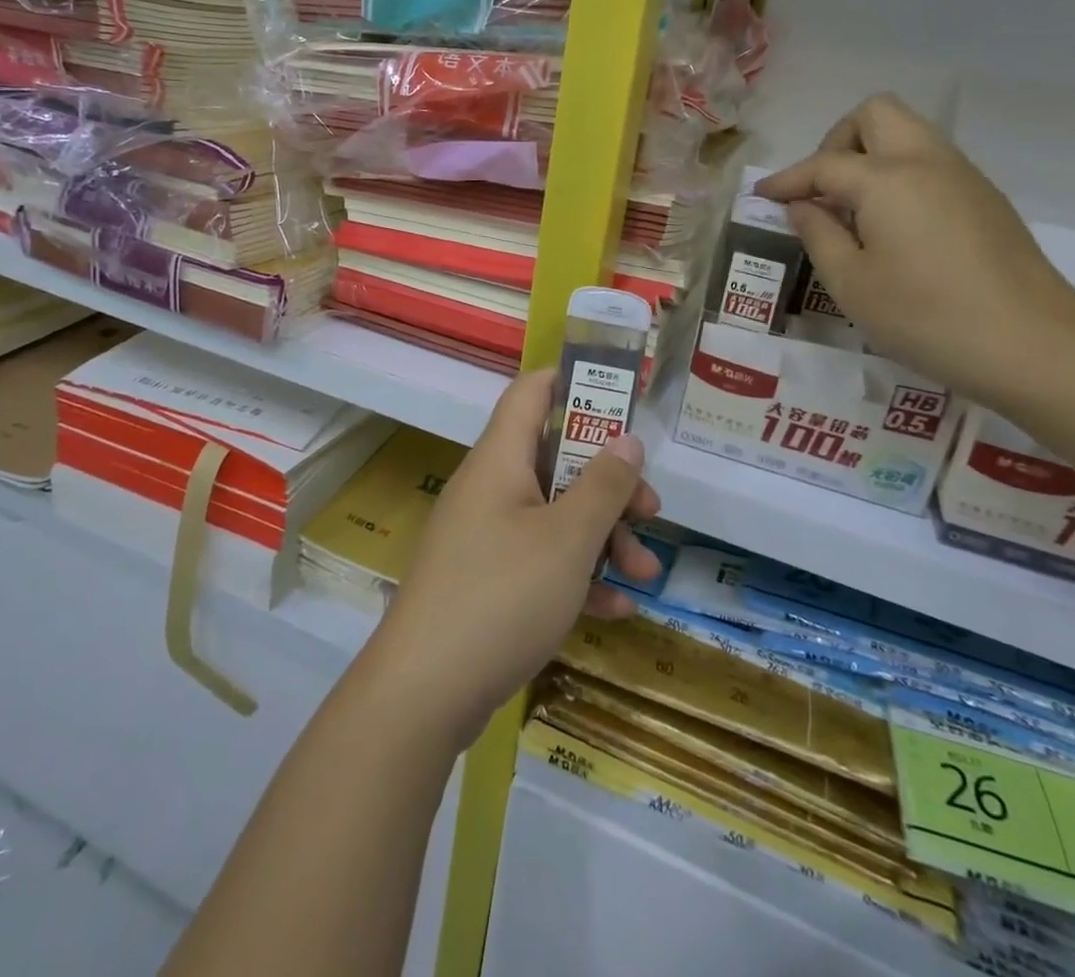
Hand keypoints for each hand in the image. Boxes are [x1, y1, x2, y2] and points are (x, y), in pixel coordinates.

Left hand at [359, 369, 661, 750]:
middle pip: (556, 460)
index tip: (623, 399)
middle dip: (608, 484)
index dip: (575, 382)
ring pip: (554, 515)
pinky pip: (539, 561)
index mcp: (500, 459)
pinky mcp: (485, 581)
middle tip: (651, 511)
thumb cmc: (502, 595)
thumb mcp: (567, 539)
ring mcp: (485, 536)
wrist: (423, 692)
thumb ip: (603, 486)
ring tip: (646, 572)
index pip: (532, 392)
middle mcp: (490, 488)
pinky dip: (577, 576)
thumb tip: (626, 440)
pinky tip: (616, 610)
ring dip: (602, 537)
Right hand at [756, 93, 1074, 403]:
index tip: (761, 196)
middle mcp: (927, 162)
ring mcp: (963, 177)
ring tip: (852, 212)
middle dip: (837, 141)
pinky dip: (899, 175)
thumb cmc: (926, 317)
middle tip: (822, 191)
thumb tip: (803, 206)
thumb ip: (818, 235)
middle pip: (875, 115)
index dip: (787, 179)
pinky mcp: (985, 199)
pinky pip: (930, 162)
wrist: (1034, 345)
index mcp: (888, 180)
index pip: (824, 164)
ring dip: (870, 157)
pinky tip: (891, 226)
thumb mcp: (851, 283)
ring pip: (908, 133)